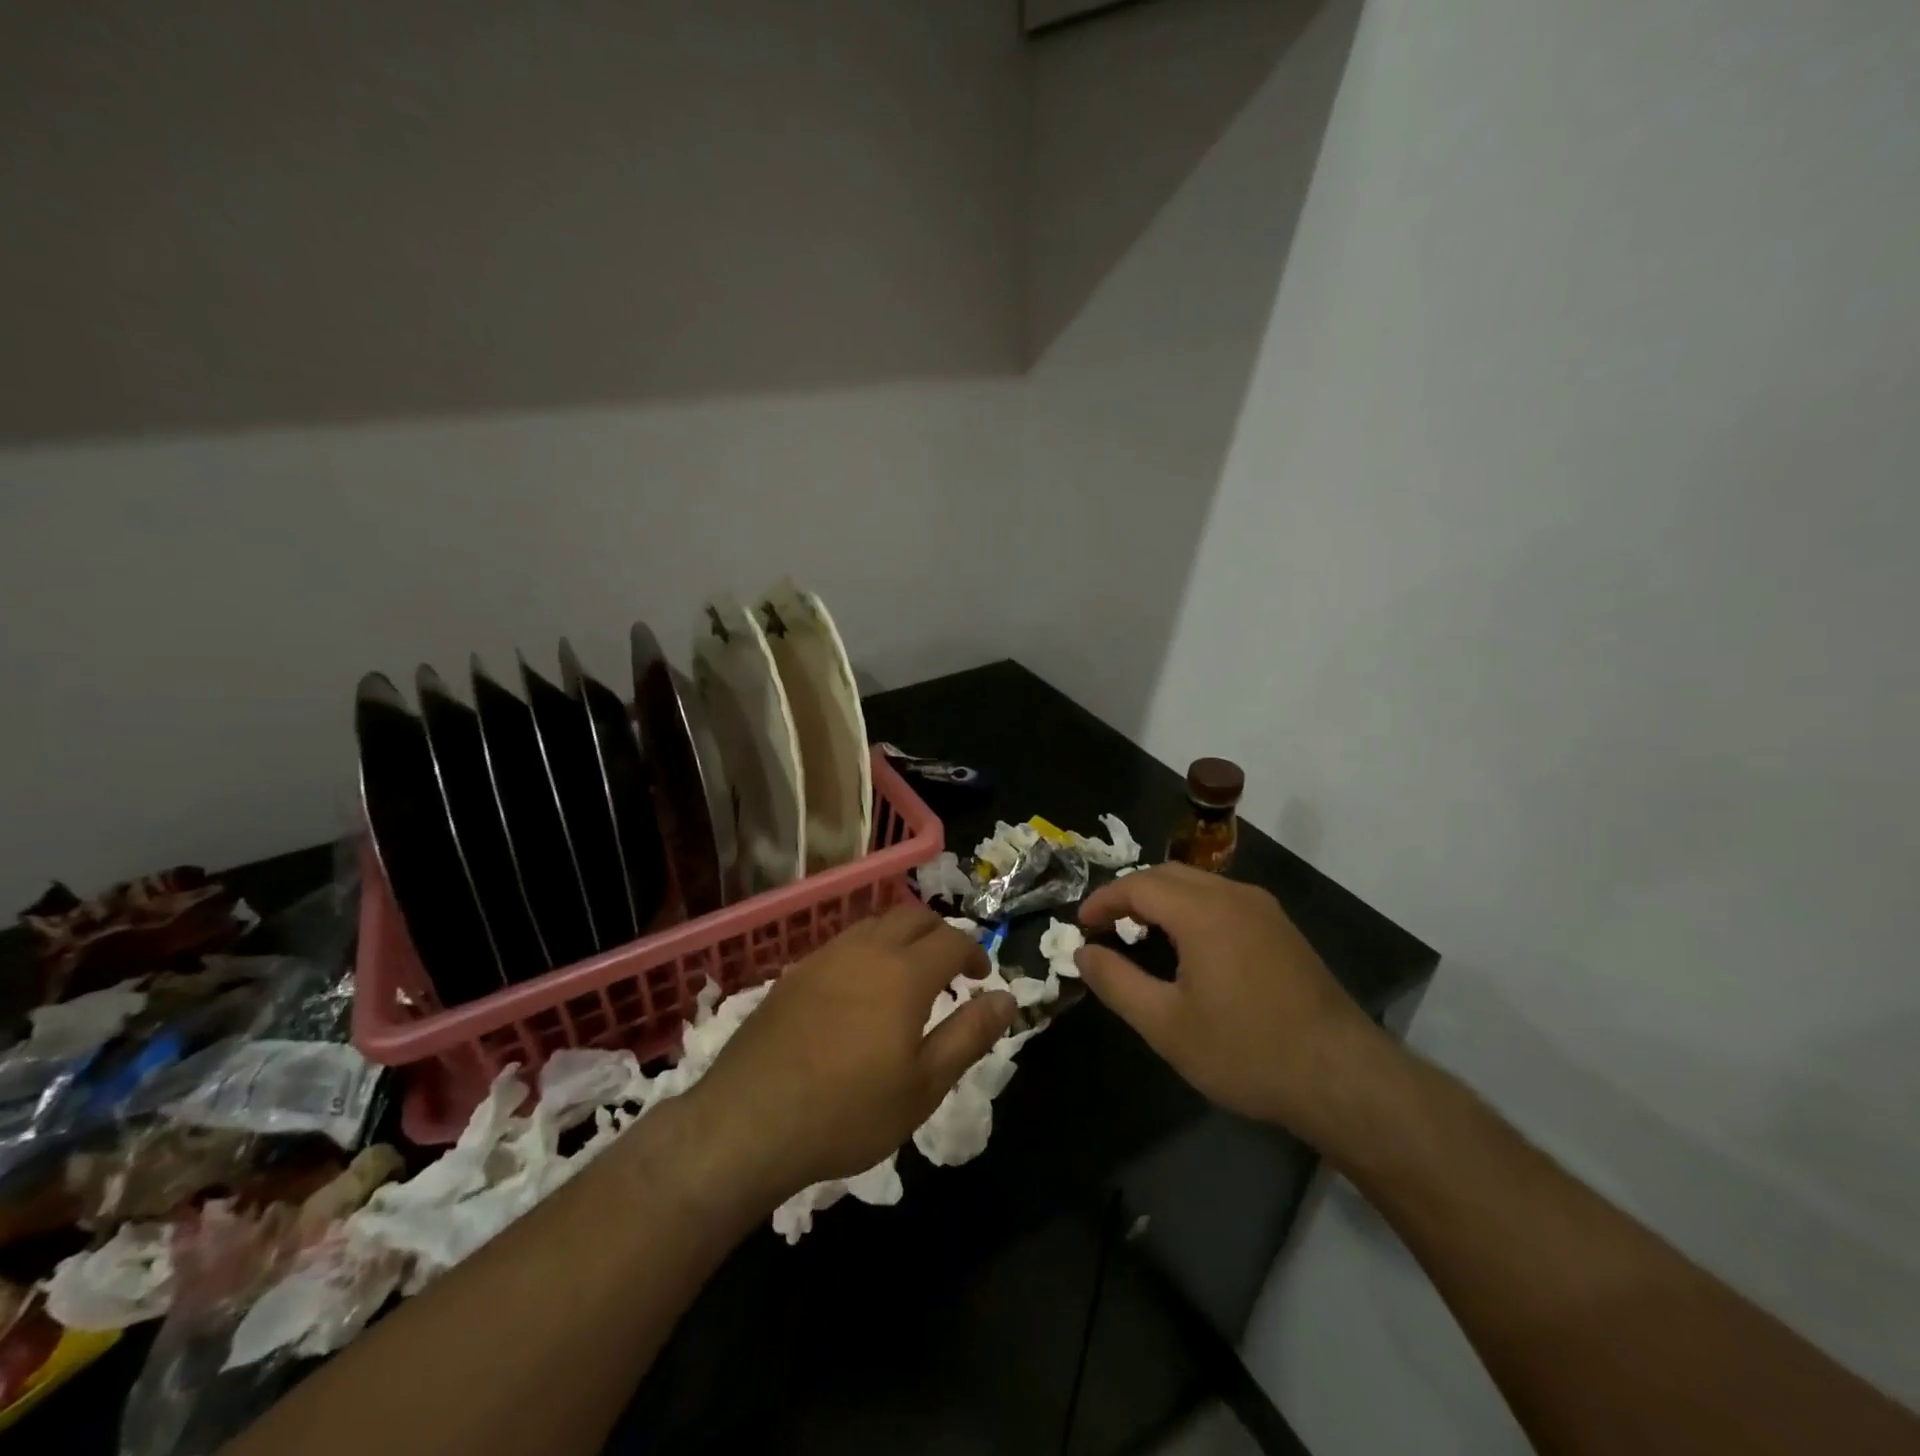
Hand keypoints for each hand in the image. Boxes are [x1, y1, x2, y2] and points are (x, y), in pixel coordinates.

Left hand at [686, 904, 1014, 1204]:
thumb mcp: (924, 1085)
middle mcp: (866, 950)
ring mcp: (824, 957)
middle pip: (913, 916)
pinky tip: (860, 988)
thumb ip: (970, 1036)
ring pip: (874, 923)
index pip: (952, 940)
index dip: (974, 951)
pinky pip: (843, 943)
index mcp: (904, 973)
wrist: (749, 1122)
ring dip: (901, 936)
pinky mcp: (794, 973)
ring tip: (908, 972)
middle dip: (940, 932)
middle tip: (951, 967)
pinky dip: (867, 949)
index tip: (982, 976)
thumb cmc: (848, 1111)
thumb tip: (1007, 998)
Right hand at [1076, 864, 1390, 1140]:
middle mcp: (1234, 896)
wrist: (1343, 1078)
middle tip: (1106, 926)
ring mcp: (1264, 910)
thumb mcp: (1166, 1025)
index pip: (1138, 885)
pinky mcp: (1282, 929)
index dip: (1103, 900)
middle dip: (1130, 893)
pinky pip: (1223, 900)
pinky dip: (1191, 909)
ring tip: (1139, 934)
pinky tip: (1188, 946)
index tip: (1080, 925)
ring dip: (1162, 899)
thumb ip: (1116, 982)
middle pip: (1168, 875)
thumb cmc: (1246, 1051)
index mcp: (1202, 911)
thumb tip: (1083, 953)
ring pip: (1198, 884)